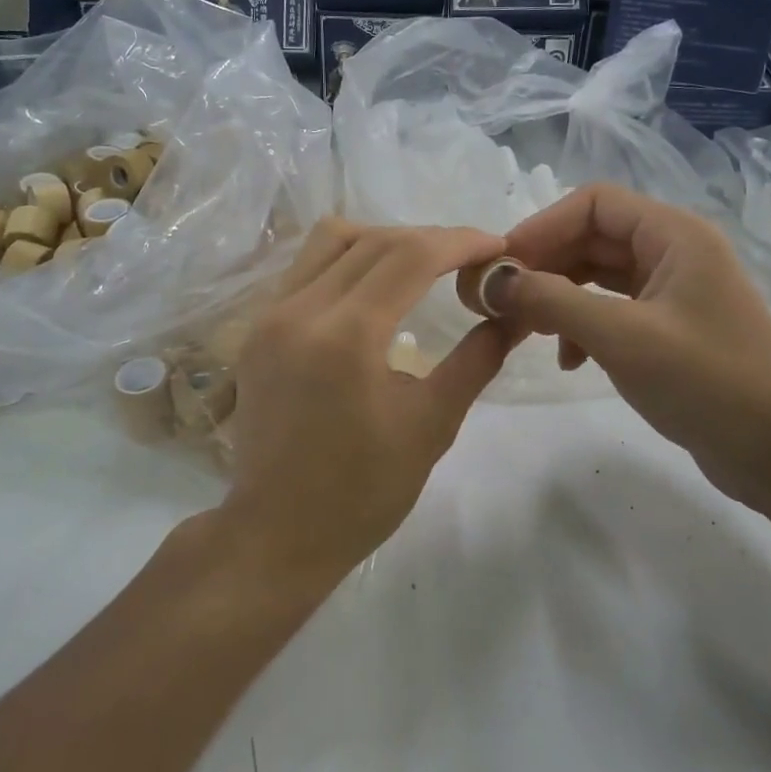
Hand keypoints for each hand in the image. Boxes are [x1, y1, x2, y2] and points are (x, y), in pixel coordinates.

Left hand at [223, 219, 517, 582]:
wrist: (276, 532)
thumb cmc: (362, 492)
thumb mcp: (431, 426)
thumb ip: (476, 360)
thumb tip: (513, 314)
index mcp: (346, 336)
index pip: (410, 255)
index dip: (460, 242)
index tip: (496, 247)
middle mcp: (300, 310)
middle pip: (374, 239)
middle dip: (429, 239)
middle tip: (468, 262)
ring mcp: (269, 315)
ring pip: (331, 239)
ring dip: (382, 240)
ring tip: (419, 268)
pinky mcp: (257, 328)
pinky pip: (305, 267)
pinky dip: (346, 260)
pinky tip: (372, 290)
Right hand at [492, 185, 770, 515]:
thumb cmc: (708, 382)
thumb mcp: (621, 337)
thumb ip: (552, 301)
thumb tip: (491, 281)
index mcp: (674, 234)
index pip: (594, 203)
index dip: (542, 226)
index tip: (502, 265)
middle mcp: (675, 252)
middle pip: (592, 238)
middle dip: (545, 266)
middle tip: (503, 301)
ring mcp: (675, 292)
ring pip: (599, 276)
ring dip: (560, 298)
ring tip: (528, 330)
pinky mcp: (672, 329)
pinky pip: (613, 310)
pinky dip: (583, 326)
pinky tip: (570, 361)